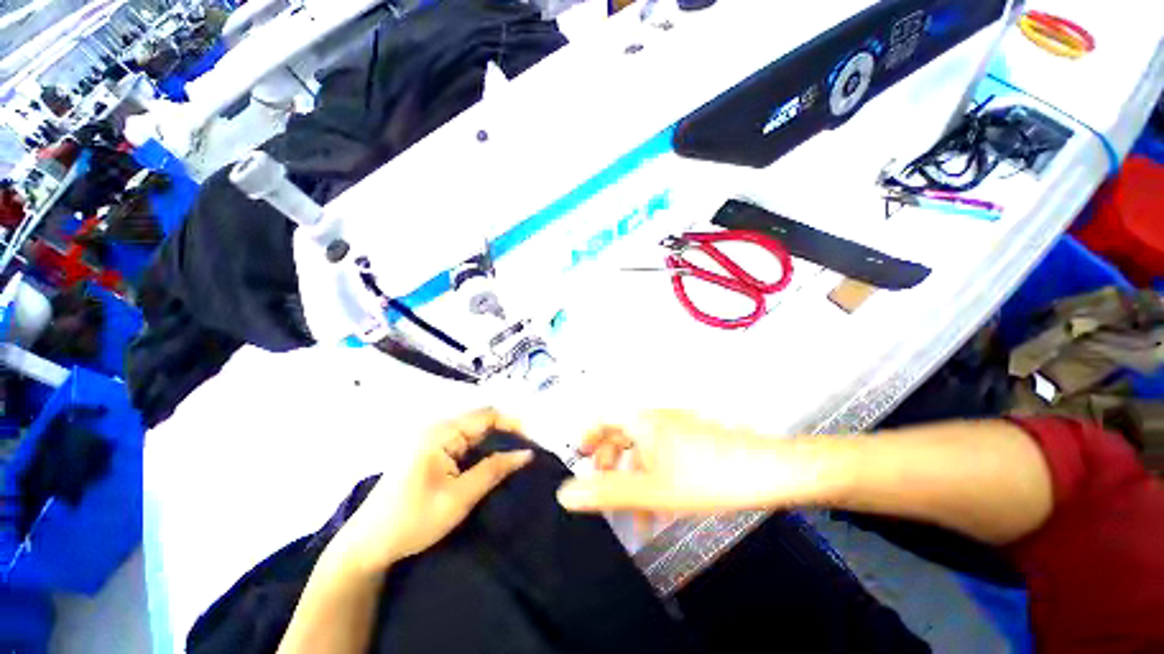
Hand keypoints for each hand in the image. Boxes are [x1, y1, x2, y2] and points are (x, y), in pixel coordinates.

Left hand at [332, 408, 531, 571]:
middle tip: (527, 452)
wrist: (366, 545)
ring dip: (494, 443)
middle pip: (480, 421)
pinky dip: (480, 451)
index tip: (533, 441)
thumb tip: (527, 453)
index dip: (513, 424)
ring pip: (473, 433)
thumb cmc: (412, 520)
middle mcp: (436, 429)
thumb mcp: (460, 497)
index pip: (487, 415)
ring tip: (515, 457)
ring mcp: (431, 440)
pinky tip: (491, 463)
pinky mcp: (429, 453)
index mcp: (441, 432)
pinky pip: (462, 443)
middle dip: (505, 433)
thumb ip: (494, 470)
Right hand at [557, 410, 840, 514]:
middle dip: (609, 468)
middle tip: (606, 497)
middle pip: (619, 437)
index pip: (601, 419)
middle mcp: (654, 418)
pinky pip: (661, 456)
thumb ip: (607, 492)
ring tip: (636, 519)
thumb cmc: (708, 477)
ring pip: (641, 452)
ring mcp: (674, 428)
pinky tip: (662, 509)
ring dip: (634, 482)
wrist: (769, 471)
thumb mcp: (653, 490)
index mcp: (641, 420)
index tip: (581, 462)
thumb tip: (565, 493)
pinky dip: (654, 479)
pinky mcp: (690, 440)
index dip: (586, 438)